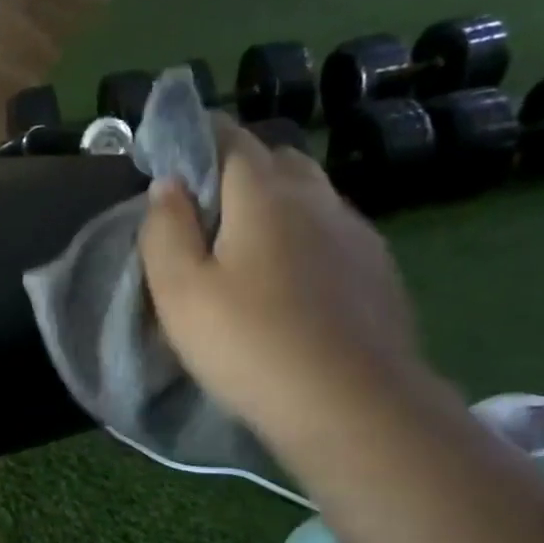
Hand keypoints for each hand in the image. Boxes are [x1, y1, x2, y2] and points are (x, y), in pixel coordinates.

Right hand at [139, 120, 426, 444]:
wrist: (350, 406)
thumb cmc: (248, 344)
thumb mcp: (179, 290)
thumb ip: (165, 230)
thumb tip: (168, 184)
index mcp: (265, 194)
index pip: (231, 139)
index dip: (198, 136)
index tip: (172, 153)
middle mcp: (318, 199)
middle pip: (277, 160)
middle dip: (239, 168)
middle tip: (205, 208)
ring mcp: (357, 234)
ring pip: (311, 195)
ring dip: (276, 203)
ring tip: (246, 246)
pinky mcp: (378, 272)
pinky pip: (333, 232)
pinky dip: (305, 236)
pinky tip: (291, 279)